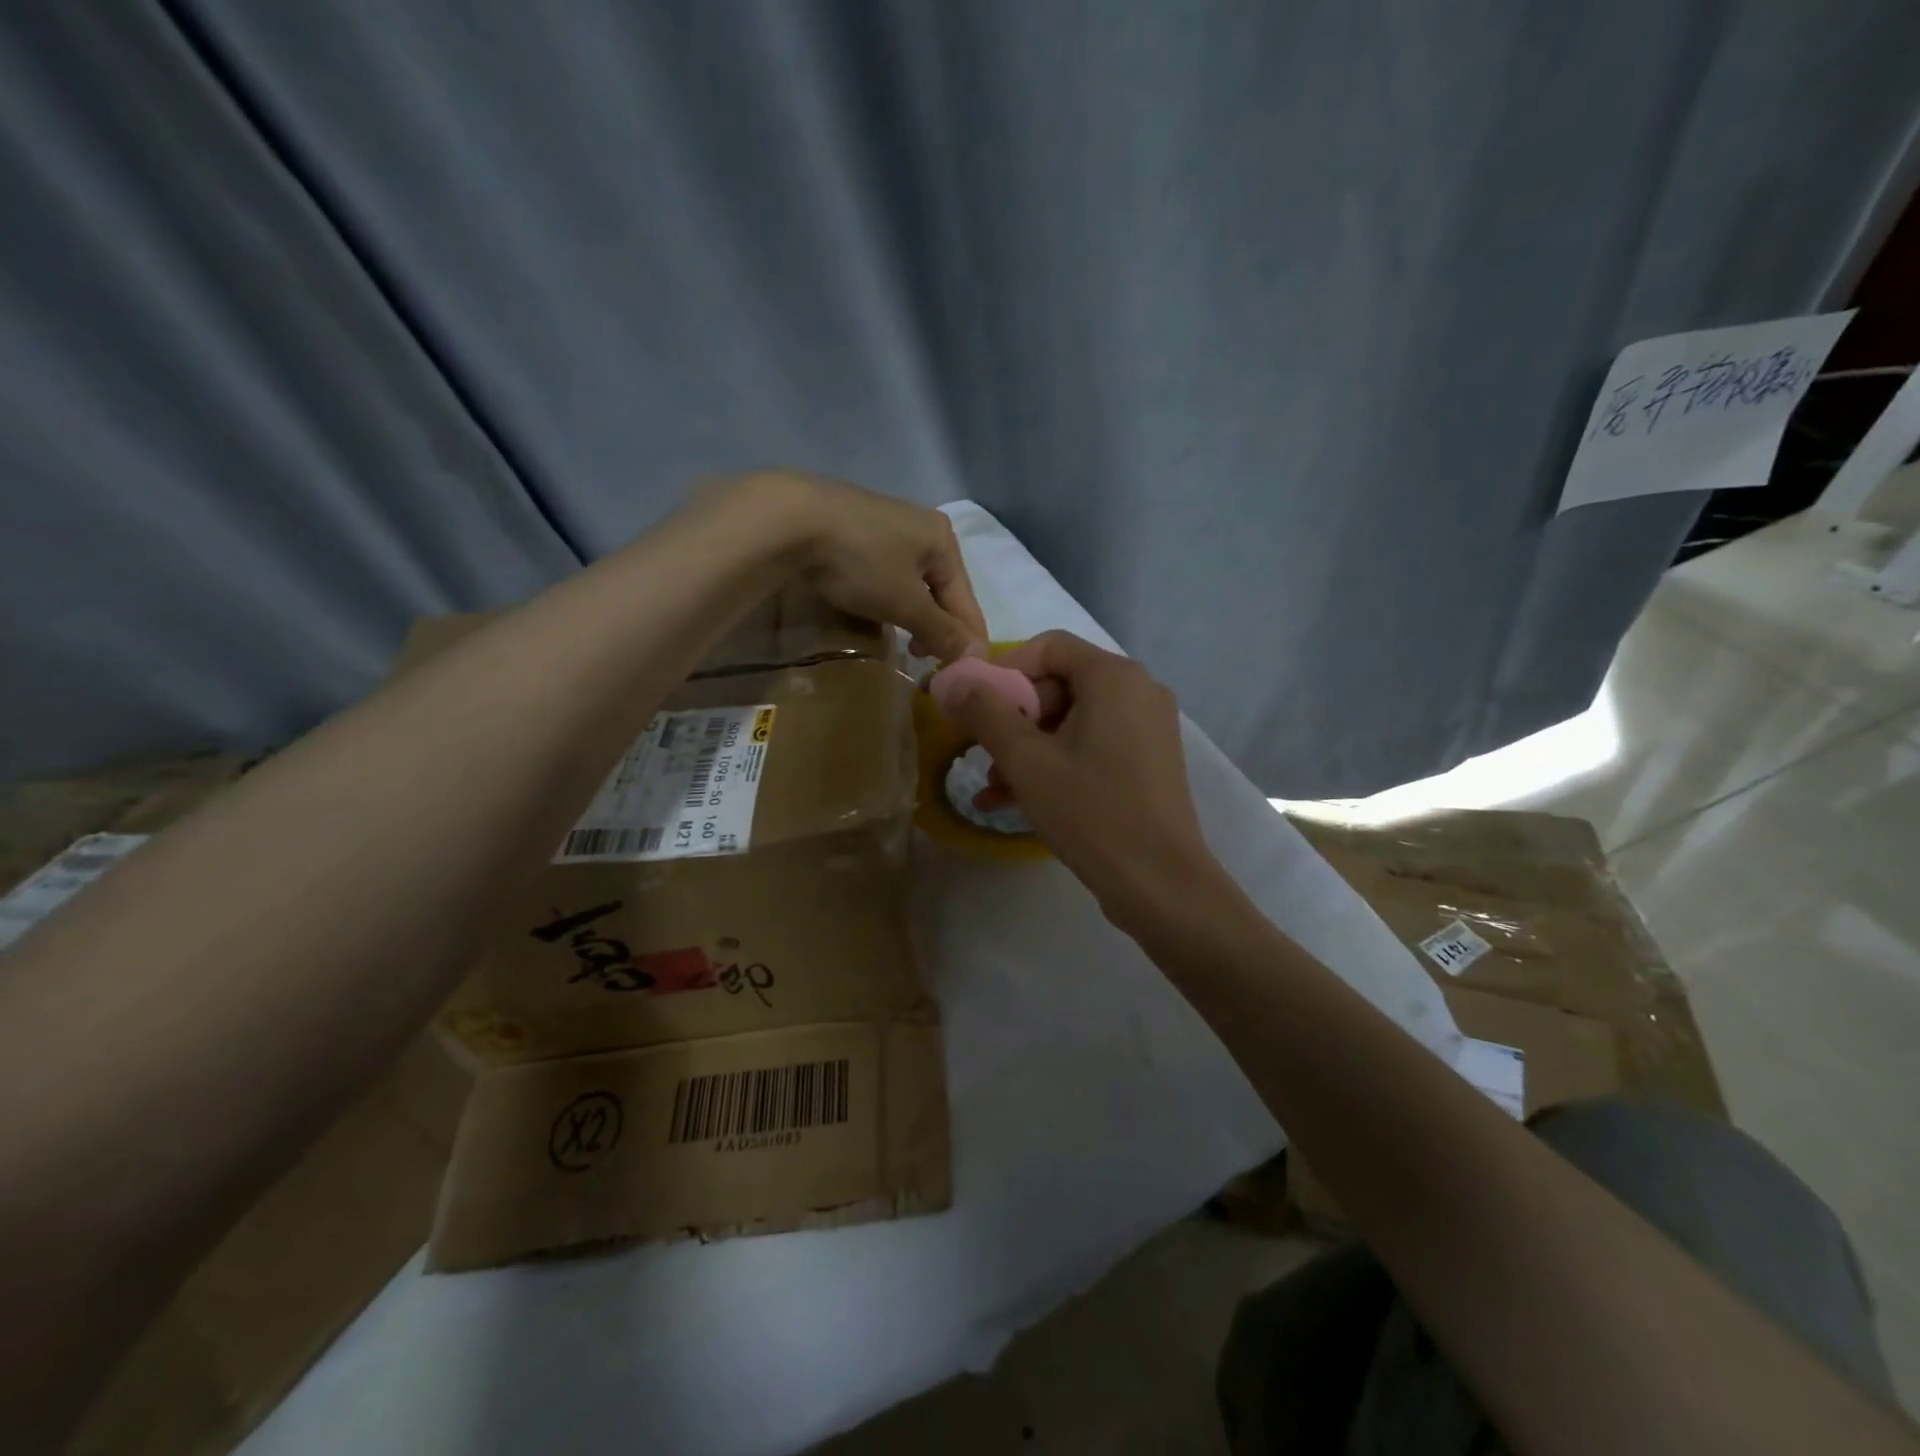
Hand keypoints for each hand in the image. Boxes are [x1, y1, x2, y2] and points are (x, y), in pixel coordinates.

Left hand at [741, 471, 987, 661]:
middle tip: (926, 659)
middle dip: (939, 628)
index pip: (967, 601)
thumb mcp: (906, 603)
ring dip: (915, 615)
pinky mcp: (856, 528)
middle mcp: (922, 527)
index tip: (962, 676)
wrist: (792, 520)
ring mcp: (887, 524)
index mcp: (944, 540)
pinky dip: (890, 597)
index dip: (967, 641)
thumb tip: (975, 656)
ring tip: (905, 641)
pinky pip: (887, 572)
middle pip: (942, 590)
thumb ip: (942, 631)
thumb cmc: (861, 563)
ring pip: (914, 582)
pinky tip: (877, 609)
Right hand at [941, 631, 1235, 934]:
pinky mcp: (1148, 762)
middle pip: (1059, 685)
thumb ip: (985, 713)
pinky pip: (1092, 747)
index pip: (1048, 647)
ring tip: (993, 788)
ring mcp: (1147, 728)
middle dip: (1014, 720)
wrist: (1161, 884)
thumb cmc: (1092, 812)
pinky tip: (1015, 801)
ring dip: (1028, 750)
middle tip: (982, 754)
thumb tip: (951, 680)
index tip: (973, 705)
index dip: (1004, 670)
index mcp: (1114, 676)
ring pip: (1072, 722)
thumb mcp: (1027, 761)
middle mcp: (1138, 691)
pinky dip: (1055, 765)